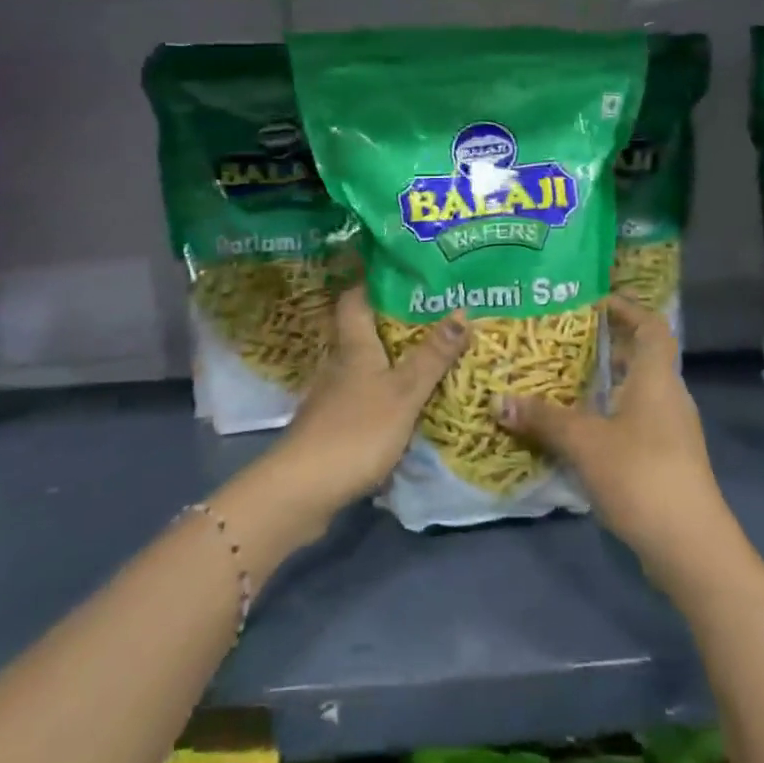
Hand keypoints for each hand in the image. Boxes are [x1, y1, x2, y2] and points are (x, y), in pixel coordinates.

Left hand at [251, 286, 468, 535]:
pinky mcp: (331, 428)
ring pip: (364, 367)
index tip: (401, 271)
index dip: (372, 281)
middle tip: (434, 316)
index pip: (355, 299)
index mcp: (354, 347)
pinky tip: (405, 405)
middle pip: (362, 332)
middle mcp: (339, 365)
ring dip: (390, 361)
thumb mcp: (404, 392)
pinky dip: (383, 395)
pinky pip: (362, 398)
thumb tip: (461, 309)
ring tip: (428, 357)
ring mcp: (332, 398)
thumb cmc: (356, 431)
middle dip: (393, 323)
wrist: (301, 491)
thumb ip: (432, 356)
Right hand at [497, 296, 733, 582]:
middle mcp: (669, 397)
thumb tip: (498, 400)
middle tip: (564, 342)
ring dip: (604, 385)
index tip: (595, 302)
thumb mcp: (584, 442)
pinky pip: (635, 422)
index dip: (628, 309)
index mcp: (657, 378)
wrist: (690, 546)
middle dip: (605, 347)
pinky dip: (608, 416)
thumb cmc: (641, 475)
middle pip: (641, 359)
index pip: (651, 327)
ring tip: (563, 382)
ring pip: (636, 393)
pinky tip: (578, 430)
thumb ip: (543, 418)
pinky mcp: (667, 461)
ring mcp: (672, 432)